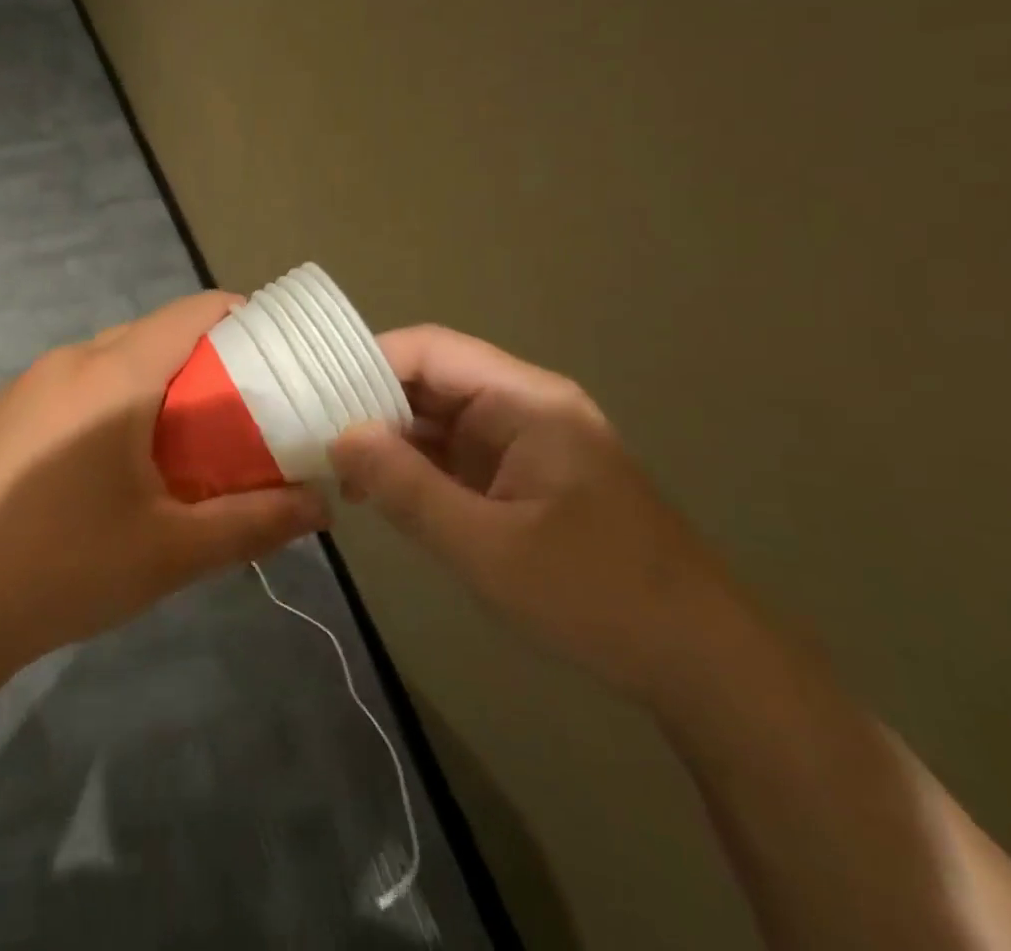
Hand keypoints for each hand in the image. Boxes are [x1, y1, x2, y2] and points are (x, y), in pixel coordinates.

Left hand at [0, 292, 329, 676]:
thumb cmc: (64, 569)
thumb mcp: (172, 551)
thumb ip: (254, 521)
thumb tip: (319, 506)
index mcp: (115, 374)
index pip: (194, 311)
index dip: (242, 319)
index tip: (276, 354)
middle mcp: (70, 359)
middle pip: (154, 334)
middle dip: (203, 361)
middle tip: (237, 412)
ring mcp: (26, 383)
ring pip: (111, 359)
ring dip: (153, 384)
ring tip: (179, 443)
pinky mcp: (0, 413)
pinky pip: (73, 385)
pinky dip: (109, 402)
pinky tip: (107, 466)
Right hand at [330, 325, 738, 704]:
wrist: (699, 660)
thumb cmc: (595, 594)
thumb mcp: (486, 547)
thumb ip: (407, 488)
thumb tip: (339, 437)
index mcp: (524, 399)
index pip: (430, 350)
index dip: (367, 361)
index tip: (313, 393)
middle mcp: (523, 404)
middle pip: (431, 377)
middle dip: (370, 401)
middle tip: (310, 432)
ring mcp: (524, 440)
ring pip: (440, 416)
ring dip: (389, 436)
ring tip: (333, 464)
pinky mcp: (523, 475)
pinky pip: (456, 451)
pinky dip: (415, 465)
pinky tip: (378, 491)